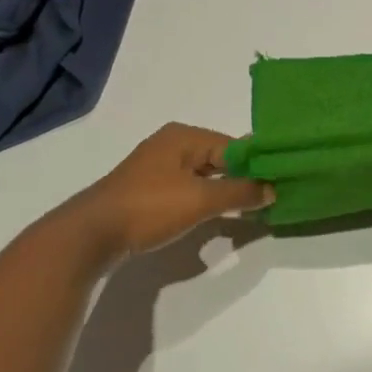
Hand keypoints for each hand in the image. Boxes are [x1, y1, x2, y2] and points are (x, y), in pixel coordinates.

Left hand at [57, 123, 272, 258]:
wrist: (91, 234)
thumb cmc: (149, 207)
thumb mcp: (201, 199)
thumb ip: (240, 192)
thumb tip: (273, 189)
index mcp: (184, 136)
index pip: (234, 146)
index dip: (257, 164)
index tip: (280, 183)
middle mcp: (172, 144)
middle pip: (219, 158)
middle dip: (242, 178)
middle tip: (269, 198)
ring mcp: (157, 168)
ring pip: (204, 176)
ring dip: (224, 191)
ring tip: (250, 209)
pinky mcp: (148, 190)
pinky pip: (188, 189)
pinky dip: (204, 200)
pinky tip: (216, 217)